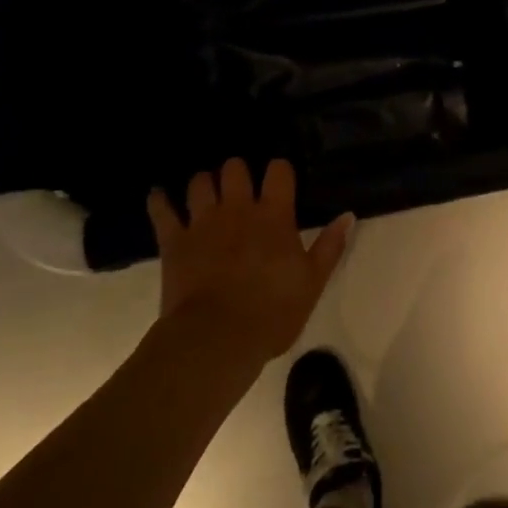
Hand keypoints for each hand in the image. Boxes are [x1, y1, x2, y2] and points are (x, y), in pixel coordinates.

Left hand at [148, 159, 353, 365]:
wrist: (216, 339)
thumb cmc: (272, 313)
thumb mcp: (312, 283)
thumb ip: (330, 246)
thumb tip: (348, 215)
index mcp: (274, 216)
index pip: (278, 171)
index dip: (280, 170)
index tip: (281, 180)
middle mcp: (238, 209)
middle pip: (234, 168)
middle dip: (238, 172)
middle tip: (241, 188)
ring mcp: (202, 222)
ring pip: (199, 182)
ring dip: (204, 183)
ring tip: (208, 193)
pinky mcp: (173, 241)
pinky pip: (161, 210)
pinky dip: (159, 200)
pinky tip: (159, 195)